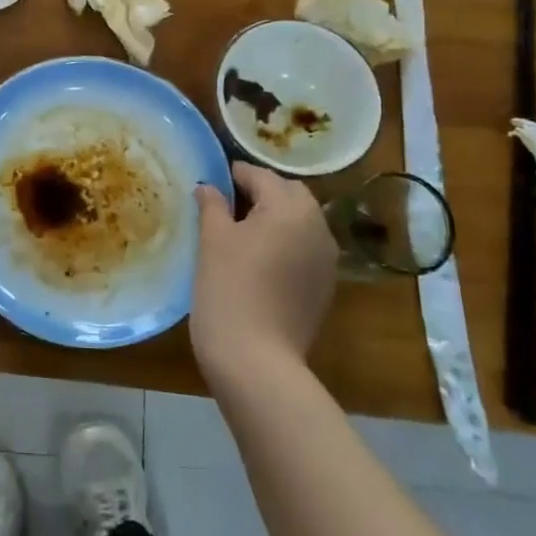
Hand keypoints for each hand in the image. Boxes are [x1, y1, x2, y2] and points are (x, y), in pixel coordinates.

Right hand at [191, 162, 340, 373]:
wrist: (256, 359)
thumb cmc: (229, 288)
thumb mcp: (212, 240)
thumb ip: (212, 205)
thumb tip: (209, 187)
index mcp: (290, 207)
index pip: (261, 176)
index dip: (234, 175)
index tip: (211, 181)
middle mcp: (317, 226)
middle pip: (288, 195)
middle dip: (260, 193)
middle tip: (226, 206)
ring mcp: (326, 259)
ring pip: (300, 222)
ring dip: (275, 219)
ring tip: (240, 234)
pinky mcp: (324, 287)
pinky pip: (304, 249)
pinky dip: (284, 244)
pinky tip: (259, 262)